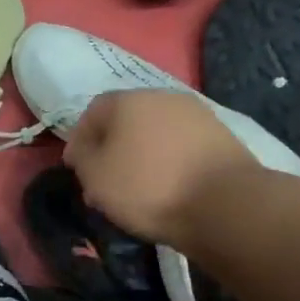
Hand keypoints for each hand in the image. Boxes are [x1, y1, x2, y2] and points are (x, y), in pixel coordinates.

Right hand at [63, 89, 257, 244]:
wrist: (224, 204)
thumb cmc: (148, 187)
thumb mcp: (96, 176)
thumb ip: (82, 157)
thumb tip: (84, 148)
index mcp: (128, 100)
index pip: (92, 111)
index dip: (79, 140)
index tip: (75, 168)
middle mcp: (163, 97)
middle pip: (126, 121)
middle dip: (111, 149)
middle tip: (103, 182)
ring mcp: (197, 115)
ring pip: (155, 134)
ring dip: (140, 156)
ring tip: (135, 190)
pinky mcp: (221, 137)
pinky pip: (181, 147)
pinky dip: (168, 163)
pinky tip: (166, 188)